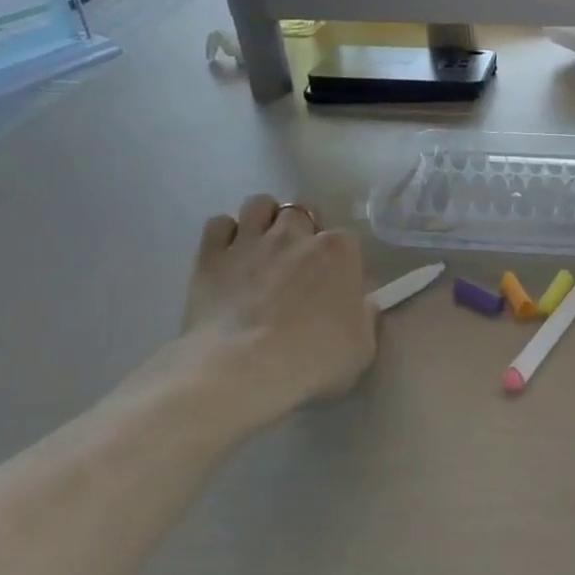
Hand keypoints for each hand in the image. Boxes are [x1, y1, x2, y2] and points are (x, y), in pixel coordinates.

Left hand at [177, 194, 376, 425]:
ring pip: (259, 204)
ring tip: (263, 245)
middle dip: (302, 230)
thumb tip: (361, 305)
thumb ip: (364, 318)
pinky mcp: (210, 256)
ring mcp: (250, 242)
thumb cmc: (313, 359)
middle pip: (301, 212)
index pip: (347, 239)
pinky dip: (225, 234)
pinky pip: (218, 224)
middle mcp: (295, 235)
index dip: (341, 260)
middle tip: (298, 261)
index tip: (337, 282)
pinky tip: (229, 255)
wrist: (243, 369)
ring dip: (264, 219)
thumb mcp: (361, 347)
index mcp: (338, 252)